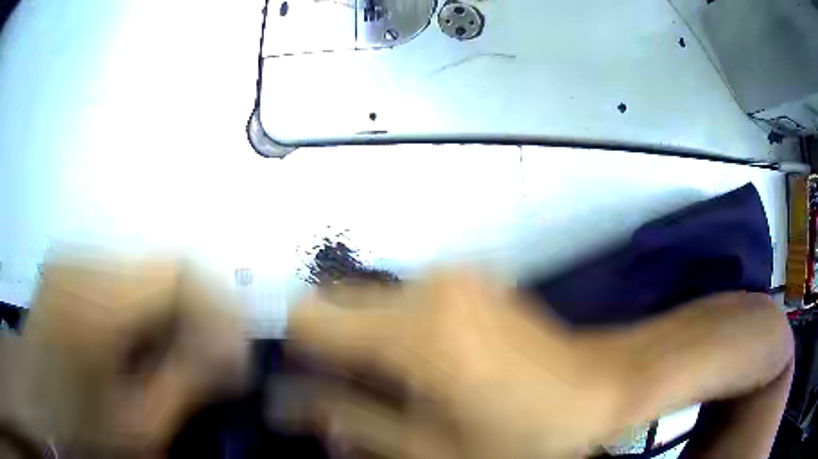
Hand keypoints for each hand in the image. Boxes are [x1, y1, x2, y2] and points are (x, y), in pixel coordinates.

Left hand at [11, 255, 248, 456]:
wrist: (36, 400)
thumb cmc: (79, 427)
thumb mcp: (139, 426)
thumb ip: (186, 384)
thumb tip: (234, 352)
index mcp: (96, 301)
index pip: (179, 270)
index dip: (219, 306)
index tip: (238, 350)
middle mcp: (84, 261)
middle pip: (165, 265)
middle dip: (200, 312)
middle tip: (216, 360)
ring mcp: (75, 257)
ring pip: (147, 268)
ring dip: (174, 311)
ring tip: (180, 356)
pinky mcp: (71, 264)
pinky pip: (125, 276)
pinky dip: (148, 307)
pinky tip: (144, 343)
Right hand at [289, 272, 627, 458]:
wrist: (599, 387)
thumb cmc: (523, 434)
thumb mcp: (434, 450)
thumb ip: (357, 425)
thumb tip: (295, 408)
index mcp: (415, 334)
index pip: (310, 316)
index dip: (295, 348)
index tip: (305, 380)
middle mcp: (428, 288)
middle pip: (336, 301)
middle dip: (331, 346)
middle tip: (355, 390)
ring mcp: (453, 277)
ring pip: (370, 299)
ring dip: (366, 340)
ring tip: (399, 383)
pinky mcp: (470, 278)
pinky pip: (405, 297)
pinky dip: (397, 328)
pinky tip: (430, 363)